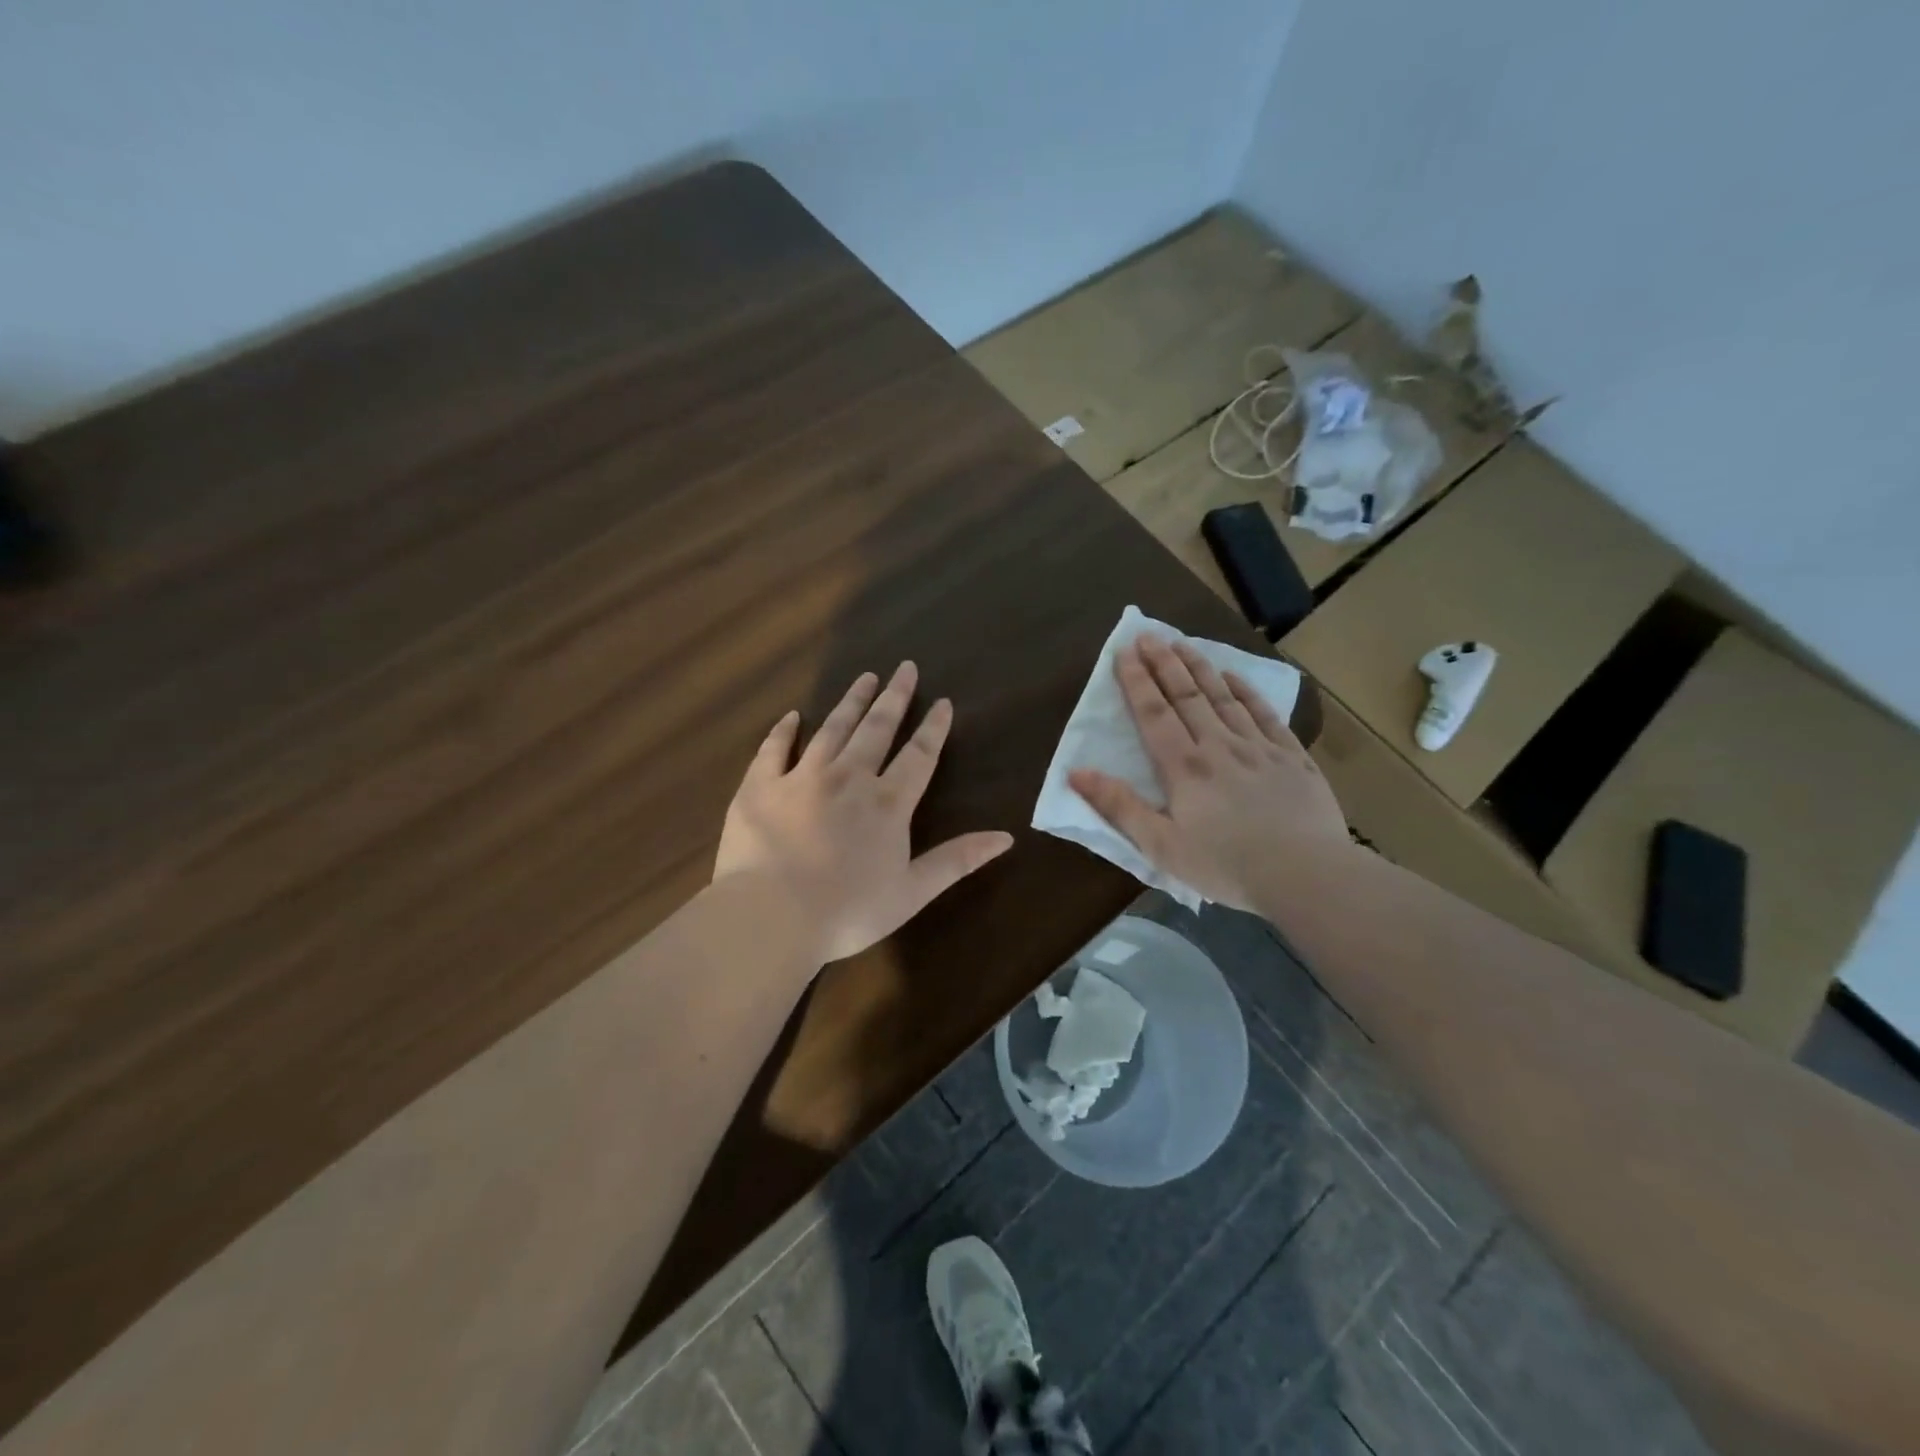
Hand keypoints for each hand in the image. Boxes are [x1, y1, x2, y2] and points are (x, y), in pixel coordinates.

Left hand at [714, 662, 1014, 965]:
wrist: (771, 916)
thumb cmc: (848, 910)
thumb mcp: (913, 891)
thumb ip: (957, 860)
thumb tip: (1006, 837)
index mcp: (887, 803)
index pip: (918, 756)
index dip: (933, 728)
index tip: (943, 702)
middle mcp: (848, 778)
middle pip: (876, 729)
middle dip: (894, 698)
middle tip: (904, 668)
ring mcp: (802, 777)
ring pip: (832, 729)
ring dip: (850, 702)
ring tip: (864, 677)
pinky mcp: (761, 786)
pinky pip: (774, 749)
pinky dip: (783, 730)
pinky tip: (792, 716)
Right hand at [1069, 635, 1348, 911]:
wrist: (1306, 875)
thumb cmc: (1226, 866)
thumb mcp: (1161, 846)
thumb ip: (1119, 806)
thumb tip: (1075, 772)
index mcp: (1184, 767)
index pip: (1154, 714)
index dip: (1137, 681)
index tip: (1125, 651)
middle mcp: (1219, 746)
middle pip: (1187, 696)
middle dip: (1165, 663)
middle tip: (1149, 634)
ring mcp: (1259, 748)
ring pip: (1224, 697)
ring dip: (1201, 668)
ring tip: (1184, 643)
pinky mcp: (1292, 757)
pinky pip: (1266, 714)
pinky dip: (1247, 692)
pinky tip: (1235, 677)